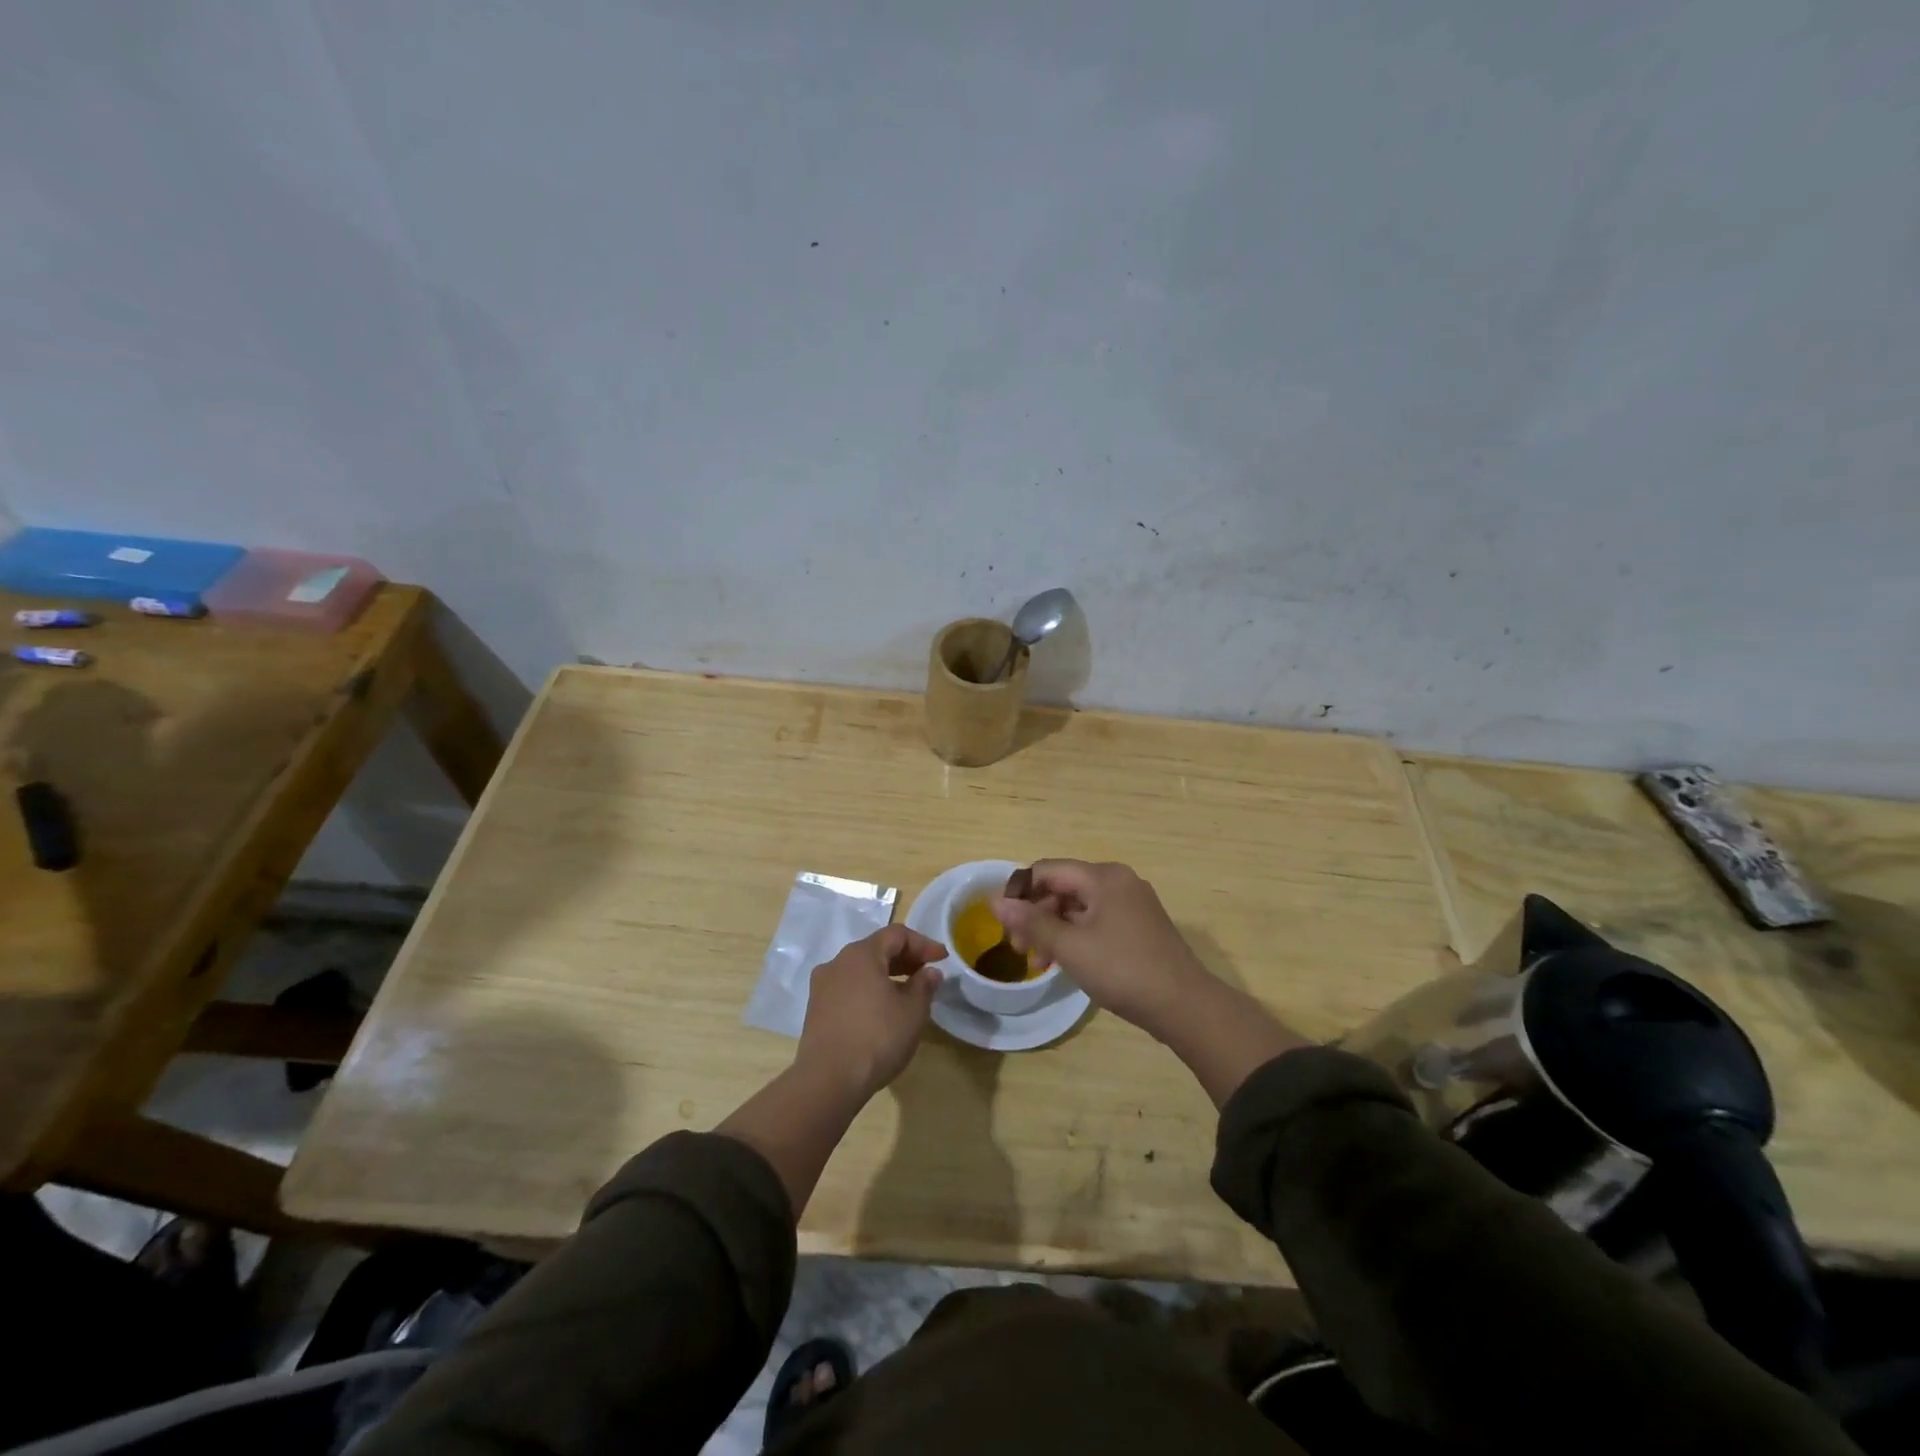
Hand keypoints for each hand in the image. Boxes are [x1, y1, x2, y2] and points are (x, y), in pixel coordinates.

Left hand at [796, 925, 946, 1100]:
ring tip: (907, 993)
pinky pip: (848, 988)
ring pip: (860, 970)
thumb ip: (924, 985)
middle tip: (927, 973)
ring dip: (886, 975)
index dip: (923, 943)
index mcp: (861, 954)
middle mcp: (838, 962)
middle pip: (876, 949)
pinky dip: (868, 991)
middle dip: (904, 958)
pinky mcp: (816, 1010)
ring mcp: (822, 986)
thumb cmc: (877, 1037)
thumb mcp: (912, 1012)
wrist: (828, 1080)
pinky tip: (881, 1011)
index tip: (942, 959)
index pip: (897, 935)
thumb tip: (929, 972)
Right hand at [992, 860, 1208, 1038]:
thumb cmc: (1123, 970)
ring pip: (1078, 907)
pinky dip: (1075, 937)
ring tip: (1038, 963)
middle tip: (1018, 948)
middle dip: (1035, 915)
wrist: (1185, 1006)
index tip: (1002, 922)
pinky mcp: (1139, 926)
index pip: (1047, 870)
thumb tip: (996, 902)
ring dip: (1053, 929)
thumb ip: (1031, 922)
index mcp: (1103, 877)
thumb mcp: (1071, 947)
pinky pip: (1096, 921)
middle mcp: (1118, 881)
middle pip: (1063, 887)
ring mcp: (1132, 904)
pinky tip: (1065, 963)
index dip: (1020, 891)